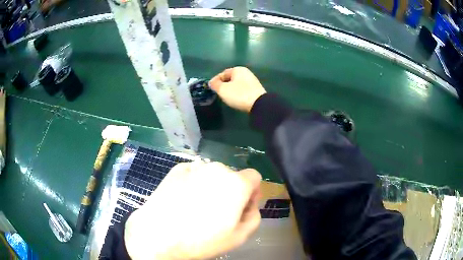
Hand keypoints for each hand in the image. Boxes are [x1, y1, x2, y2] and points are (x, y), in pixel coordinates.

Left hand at [124, 162, 261, 259]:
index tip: (242, 208)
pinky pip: (193, 173)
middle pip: (232, 177)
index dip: (251, 193)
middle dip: (231, 192)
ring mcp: (194, 167)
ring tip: (198, 207)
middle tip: (218, 212)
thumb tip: (249, 204)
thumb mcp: (240, 237)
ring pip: (212, 175)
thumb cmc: (202, 240)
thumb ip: (254, 216)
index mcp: (236, 183)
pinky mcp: (176, 169)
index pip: (254, 177)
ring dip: (211, 187)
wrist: (159, 235)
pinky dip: (194, 183)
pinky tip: (184, 200)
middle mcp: (217, 169)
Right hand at [209, 67, 266, 112]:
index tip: (211, 88)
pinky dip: (238, 93)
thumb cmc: (239, 94)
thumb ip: (215, 85)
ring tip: (226, 97)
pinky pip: (243, 89)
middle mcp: (246, 73)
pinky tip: (236, 99)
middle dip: (223, 84)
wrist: (258, 104)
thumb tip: (211, 82)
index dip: (215, 80)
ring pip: (237, 84)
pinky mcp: (256, 90)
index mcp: (238, 69)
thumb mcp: (223, 89)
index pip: (223, 73)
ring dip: (231, 89)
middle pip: (230, 78)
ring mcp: (252, 81)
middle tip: (218, 93)